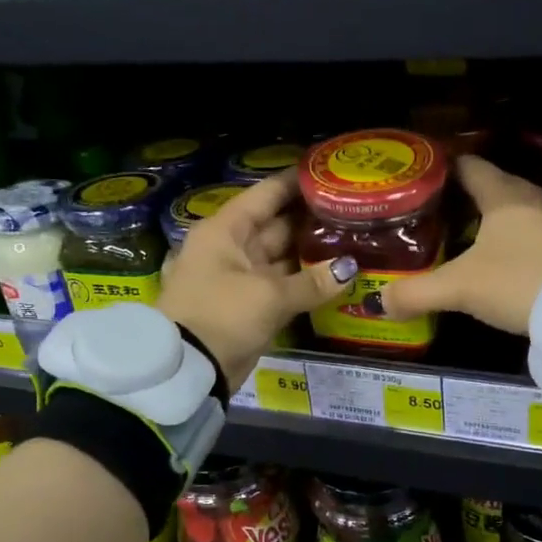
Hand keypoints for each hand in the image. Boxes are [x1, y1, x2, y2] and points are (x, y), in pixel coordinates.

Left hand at [158, 172, 355, 387]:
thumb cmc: (221, 316)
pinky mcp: (248, 307)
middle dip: (311, 220)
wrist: (188, 369)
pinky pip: (282, 286)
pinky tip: (336, 277)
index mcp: (225, 231)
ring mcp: (240, 278)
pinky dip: (305, 283)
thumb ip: (312, 282)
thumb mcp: (268, 296)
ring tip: (353, 240)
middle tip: (352, 211)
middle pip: (276, 225)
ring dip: (312, 254)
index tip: (328, 172)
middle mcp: (231, 248)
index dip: (295, 183)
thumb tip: (349, 269)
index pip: (265, 195)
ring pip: (282, 257)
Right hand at [374, 155, 541, 334]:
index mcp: (502, 193)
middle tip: (423, 216)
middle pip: (485, 188)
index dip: (437, 170)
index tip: (412, 182)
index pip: (465, 165)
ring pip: (505, 213)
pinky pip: (523, 235)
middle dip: (454, 201)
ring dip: (480, 224)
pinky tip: (486, 264)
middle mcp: (528, 198)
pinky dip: (501, 243)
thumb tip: (380, 301)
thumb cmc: (518, 280)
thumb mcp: (460, 287)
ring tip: (449, 240)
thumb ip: (416, 292)